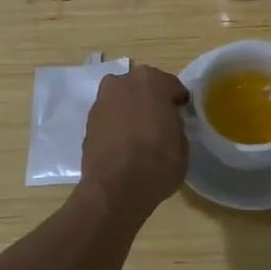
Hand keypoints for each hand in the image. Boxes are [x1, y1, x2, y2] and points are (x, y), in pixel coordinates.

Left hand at [80, 65, 189, 213]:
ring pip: (123, 98)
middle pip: (142, 86)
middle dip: (151, 99)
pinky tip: (123, 142)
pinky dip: (116, 123)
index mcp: (152, 81)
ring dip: (131, 108)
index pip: (171, 85)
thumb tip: (168, 125)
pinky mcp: (88, 121)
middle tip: (159, 120)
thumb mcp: (182, 144)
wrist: (115, 188)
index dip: (177, 101)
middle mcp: (123, 82)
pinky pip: (110, 115)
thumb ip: (175, 125)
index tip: (180, 113)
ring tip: (139, 132)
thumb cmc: (158, 162)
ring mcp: (102, 100)